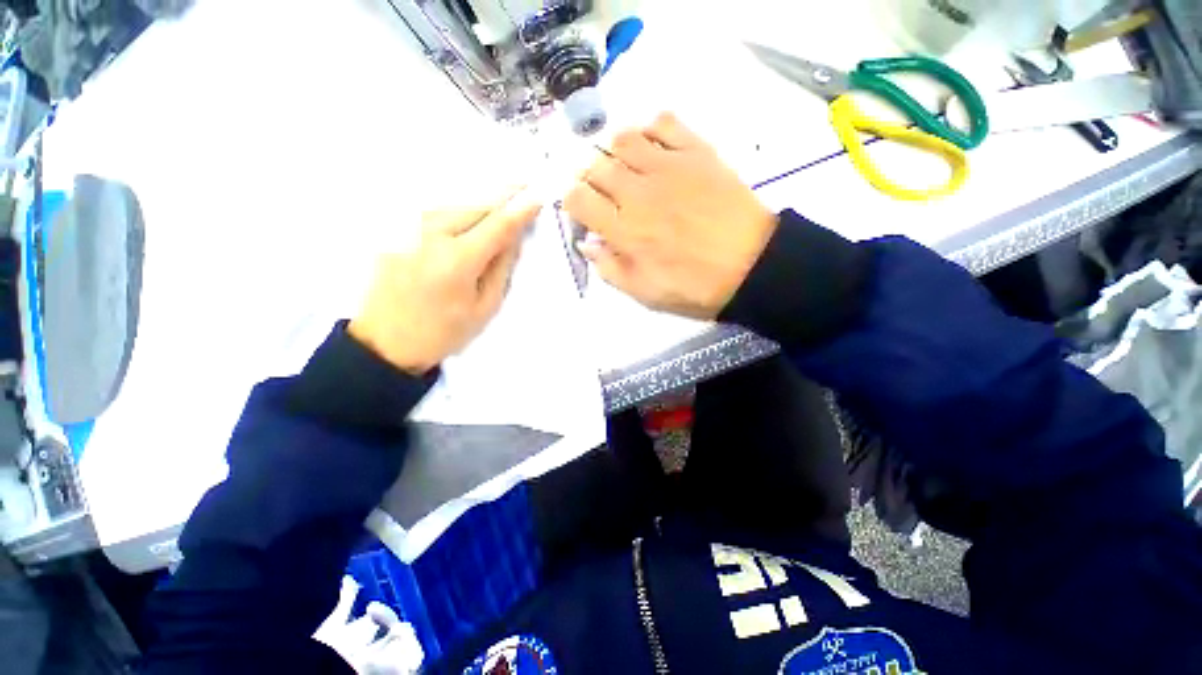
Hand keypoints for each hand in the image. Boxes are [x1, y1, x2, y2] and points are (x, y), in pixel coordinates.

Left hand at [348, 191, 540, 373]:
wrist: (386, 342)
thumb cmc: (443, 332)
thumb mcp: (484, 307)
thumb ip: (501, 268)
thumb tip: (514, 238)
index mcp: (458, 260)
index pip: (498, 225)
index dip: (520, 210)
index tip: (537, 197)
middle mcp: (432, 235)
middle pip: (475, 206)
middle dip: (502, 197)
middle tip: (523, 188)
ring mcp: (410, 230)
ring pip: (455, 205)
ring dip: (480, 203)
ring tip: (501, 201)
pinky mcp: (398, 232)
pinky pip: (437, 214)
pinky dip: (460, 211)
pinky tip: (470, 216)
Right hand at [564, 113, 777, 318]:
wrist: (752, 266)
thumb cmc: (695, 286)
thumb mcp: (644, 293)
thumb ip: (610, 268)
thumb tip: (587, 243)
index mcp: (624, 230)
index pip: (577, 199)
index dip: (572, 202)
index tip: (584, 211)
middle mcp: (638, 192)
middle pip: (595, 166)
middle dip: (589, 178)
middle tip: (604, 193)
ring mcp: (668, 166)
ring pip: (623, 139)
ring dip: (614, 152)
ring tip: (626, 169)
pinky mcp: (697, 152)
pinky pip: (664, 122)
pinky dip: (650, 129)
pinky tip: (653, 148)